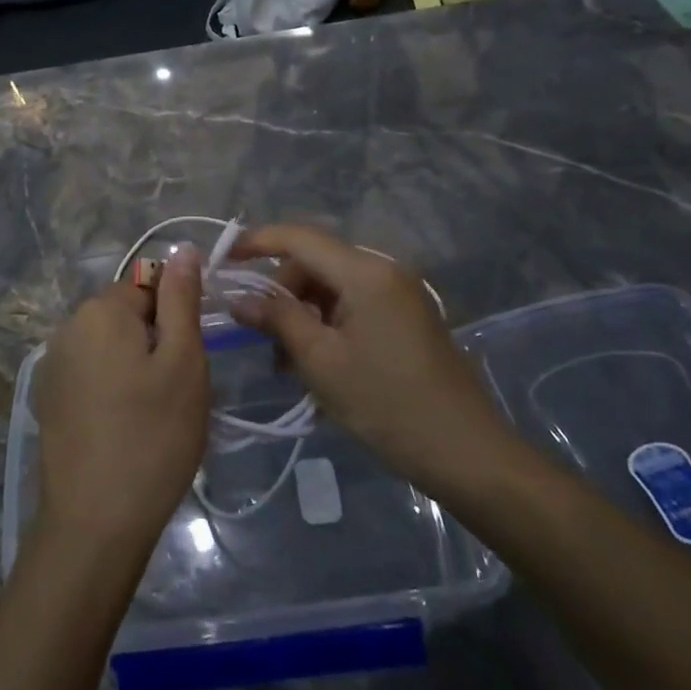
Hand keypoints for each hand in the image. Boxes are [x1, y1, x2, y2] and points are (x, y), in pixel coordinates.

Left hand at [34, 249, 209, 554]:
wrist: (94, 524)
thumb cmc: (152, 436)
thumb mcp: (183, 361)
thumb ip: (181, 298)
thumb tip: (182, 248)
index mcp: (100, 309)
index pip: (150, 284)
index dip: (177, 315)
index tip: (191, 357)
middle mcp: (68, 326)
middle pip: (126, 313)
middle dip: (155, 339)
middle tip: (178, 389)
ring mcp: (53, 364)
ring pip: (110, 345)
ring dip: (134, 364)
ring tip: (154, 412)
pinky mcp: (49, 398)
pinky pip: (91, 373)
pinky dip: (112, 387)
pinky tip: (125, 427)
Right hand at [228, 224, 518, 496]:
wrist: (467, 452)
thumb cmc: (387, 404)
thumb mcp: (321, 361)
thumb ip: (277, 318)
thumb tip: (239, 297)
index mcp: (365, 271)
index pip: (299, 237)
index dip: (256, 241)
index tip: (223, 258)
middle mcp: (384, 268)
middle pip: (316, 260)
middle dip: (281, 289)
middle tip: (257, 331)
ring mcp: (400, 291)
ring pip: (333, 283)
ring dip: (303, 310)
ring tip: (285, 359)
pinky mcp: (407, 314)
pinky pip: (354, 301)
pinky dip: (328, 321)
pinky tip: (316, 360)